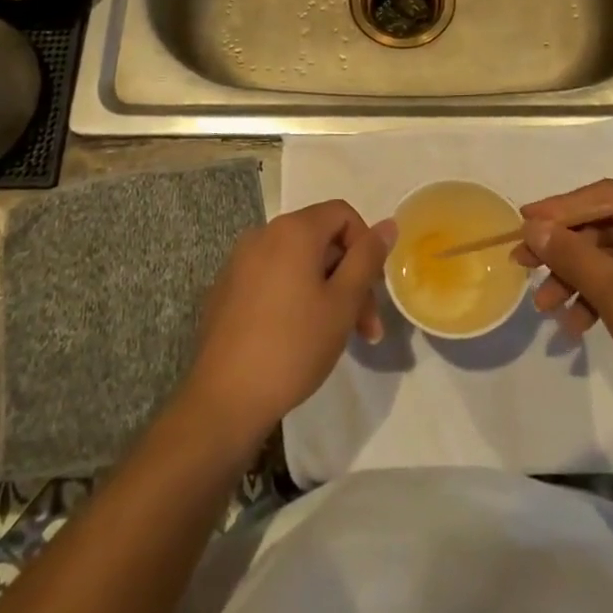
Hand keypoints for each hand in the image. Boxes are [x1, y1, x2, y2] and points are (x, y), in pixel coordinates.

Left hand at [182, 200, 395, 446]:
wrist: (224, 399)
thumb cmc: (293, 346)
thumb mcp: (343, 303)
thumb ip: (367, 258)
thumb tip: (388, 224)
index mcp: (293, 230)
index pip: (342, 213)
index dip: (365, 244)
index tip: (372, 287)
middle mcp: (263, 234)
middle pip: (320, 239)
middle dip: (349, 276)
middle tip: (366, 326)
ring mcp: (240, 261)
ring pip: (297, 262)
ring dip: (326, 290)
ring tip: (339, 336)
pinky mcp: (227, 289)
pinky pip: (272, 278)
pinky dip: (294, 295)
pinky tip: (299, 336)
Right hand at [515, 180, 612, 415]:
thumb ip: (572, 254)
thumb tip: (532, 227)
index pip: (608, 196)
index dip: (561, 208)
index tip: (522, 223)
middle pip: (612, 225)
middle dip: (567, 249)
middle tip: (525, 265)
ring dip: (581, 277)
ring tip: (546, 307)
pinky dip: (606, 295)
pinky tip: (578, 325)